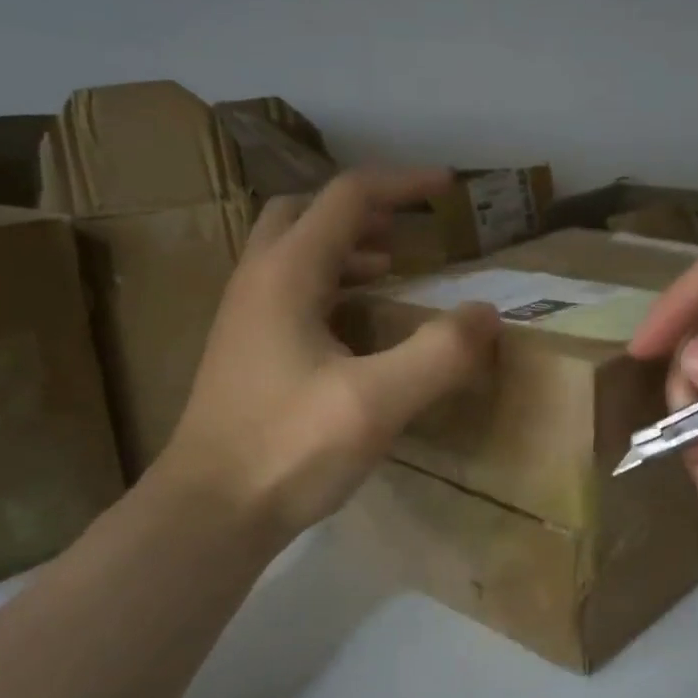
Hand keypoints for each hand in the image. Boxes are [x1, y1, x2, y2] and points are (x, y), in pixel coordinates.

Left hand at [154, 168, 499, 541]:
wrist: (210, 512)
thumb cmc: (288, 448)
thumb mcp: (376, 402)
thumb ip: (439, 353)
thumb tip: (487, 314)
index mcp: (288, 273)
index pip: (348, 198)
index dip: (402, 184)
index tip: (448, 189)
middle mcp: (259, 281)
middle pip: (307, 212)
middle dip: (364, 210)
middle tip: (409, 229)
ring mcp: (245, 317)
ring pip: (293, 252)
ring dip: (344, 247)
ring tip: (392, 270)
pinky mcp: (246, 351)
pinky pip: (290, 291)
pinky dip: (330, 285)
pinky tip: (357, 327)